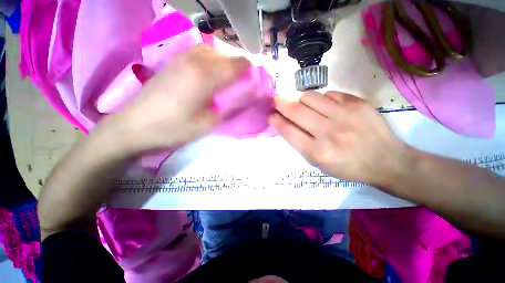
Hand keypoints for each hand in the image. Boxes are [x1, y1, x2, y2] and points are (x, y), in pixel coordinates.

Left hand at [94, 45, 250, 157]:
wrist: (133, 127)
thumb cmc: (173, 128)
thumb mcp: (208, 124)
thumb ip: (228, 108)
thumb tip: (241, 97)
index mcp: (206, 75)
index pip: (237, 64)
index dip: (250, 70)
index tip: (256, 80)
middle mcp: (195, 60)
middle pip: (226, 56)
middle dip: (239, 67)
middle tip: (243, 83)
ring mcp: (181, 59)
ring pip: (212, 52)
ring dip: (224, 63)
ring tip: (228, 79)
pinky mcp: (172, 63)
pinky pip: (198, 55)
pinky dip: (211, 61)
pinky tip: (210, 75)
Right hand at [269, 91, 408, 186]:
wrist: (386, 161)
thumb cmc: (347, 167)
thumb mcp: (318, 163)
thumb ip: (300, 143)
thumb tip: (285, 123)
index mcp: (317, 152)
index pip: (288, 130)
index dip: (275, 120)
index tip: (270, 114)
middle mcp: (329, 132)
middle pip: (296, 110)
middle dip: (281, 103)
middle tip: (276, 100)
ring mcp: (345, 115)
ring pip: (310, 97)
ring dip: (300, 100)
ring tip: (303, 105)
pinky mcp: (358, 103)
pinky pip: (329, 94)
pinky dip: (322, 99)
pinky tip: (326, 107)